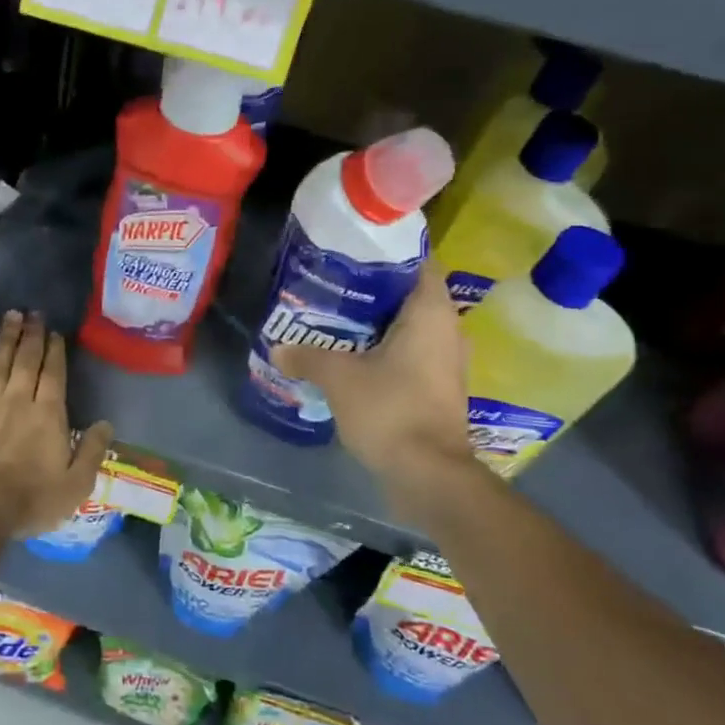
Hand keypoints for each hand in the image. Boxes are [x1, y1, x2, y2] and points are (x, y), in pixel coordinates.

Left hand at [0, 310, 113, 539]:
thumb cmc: (26, 503)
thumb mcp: (73, 487)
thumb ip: (91, 452)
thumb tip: (106, 423)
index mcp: (47, 416)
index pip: (53, 374)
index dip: (54, 351)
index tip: (54, 332)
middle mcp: (17, 400)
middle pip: (26, 360)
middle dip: (31, 334)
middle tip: (33, 312)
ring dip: (6, 337)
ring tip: (11, 316)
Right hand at [269, 265, 493, 520]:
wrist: (429, 475)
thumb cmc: (390, 410)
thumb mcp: (339, 378)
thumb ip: (307, 357)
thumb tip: (278, 348)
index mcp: (430, 312)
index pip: (417, 261)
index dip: (387, 251)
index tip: (352, 249)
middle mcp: (446, 329)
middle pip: (408, 293)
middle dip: (372, 288)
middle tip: (332, 282)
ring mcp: (445, 360)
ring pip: (408, 325)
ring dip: (376, 321)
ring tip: (334, 316)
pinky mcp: (438, 386)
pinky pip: (409, 352)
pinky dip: (383, 348)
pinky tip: (350, 354)